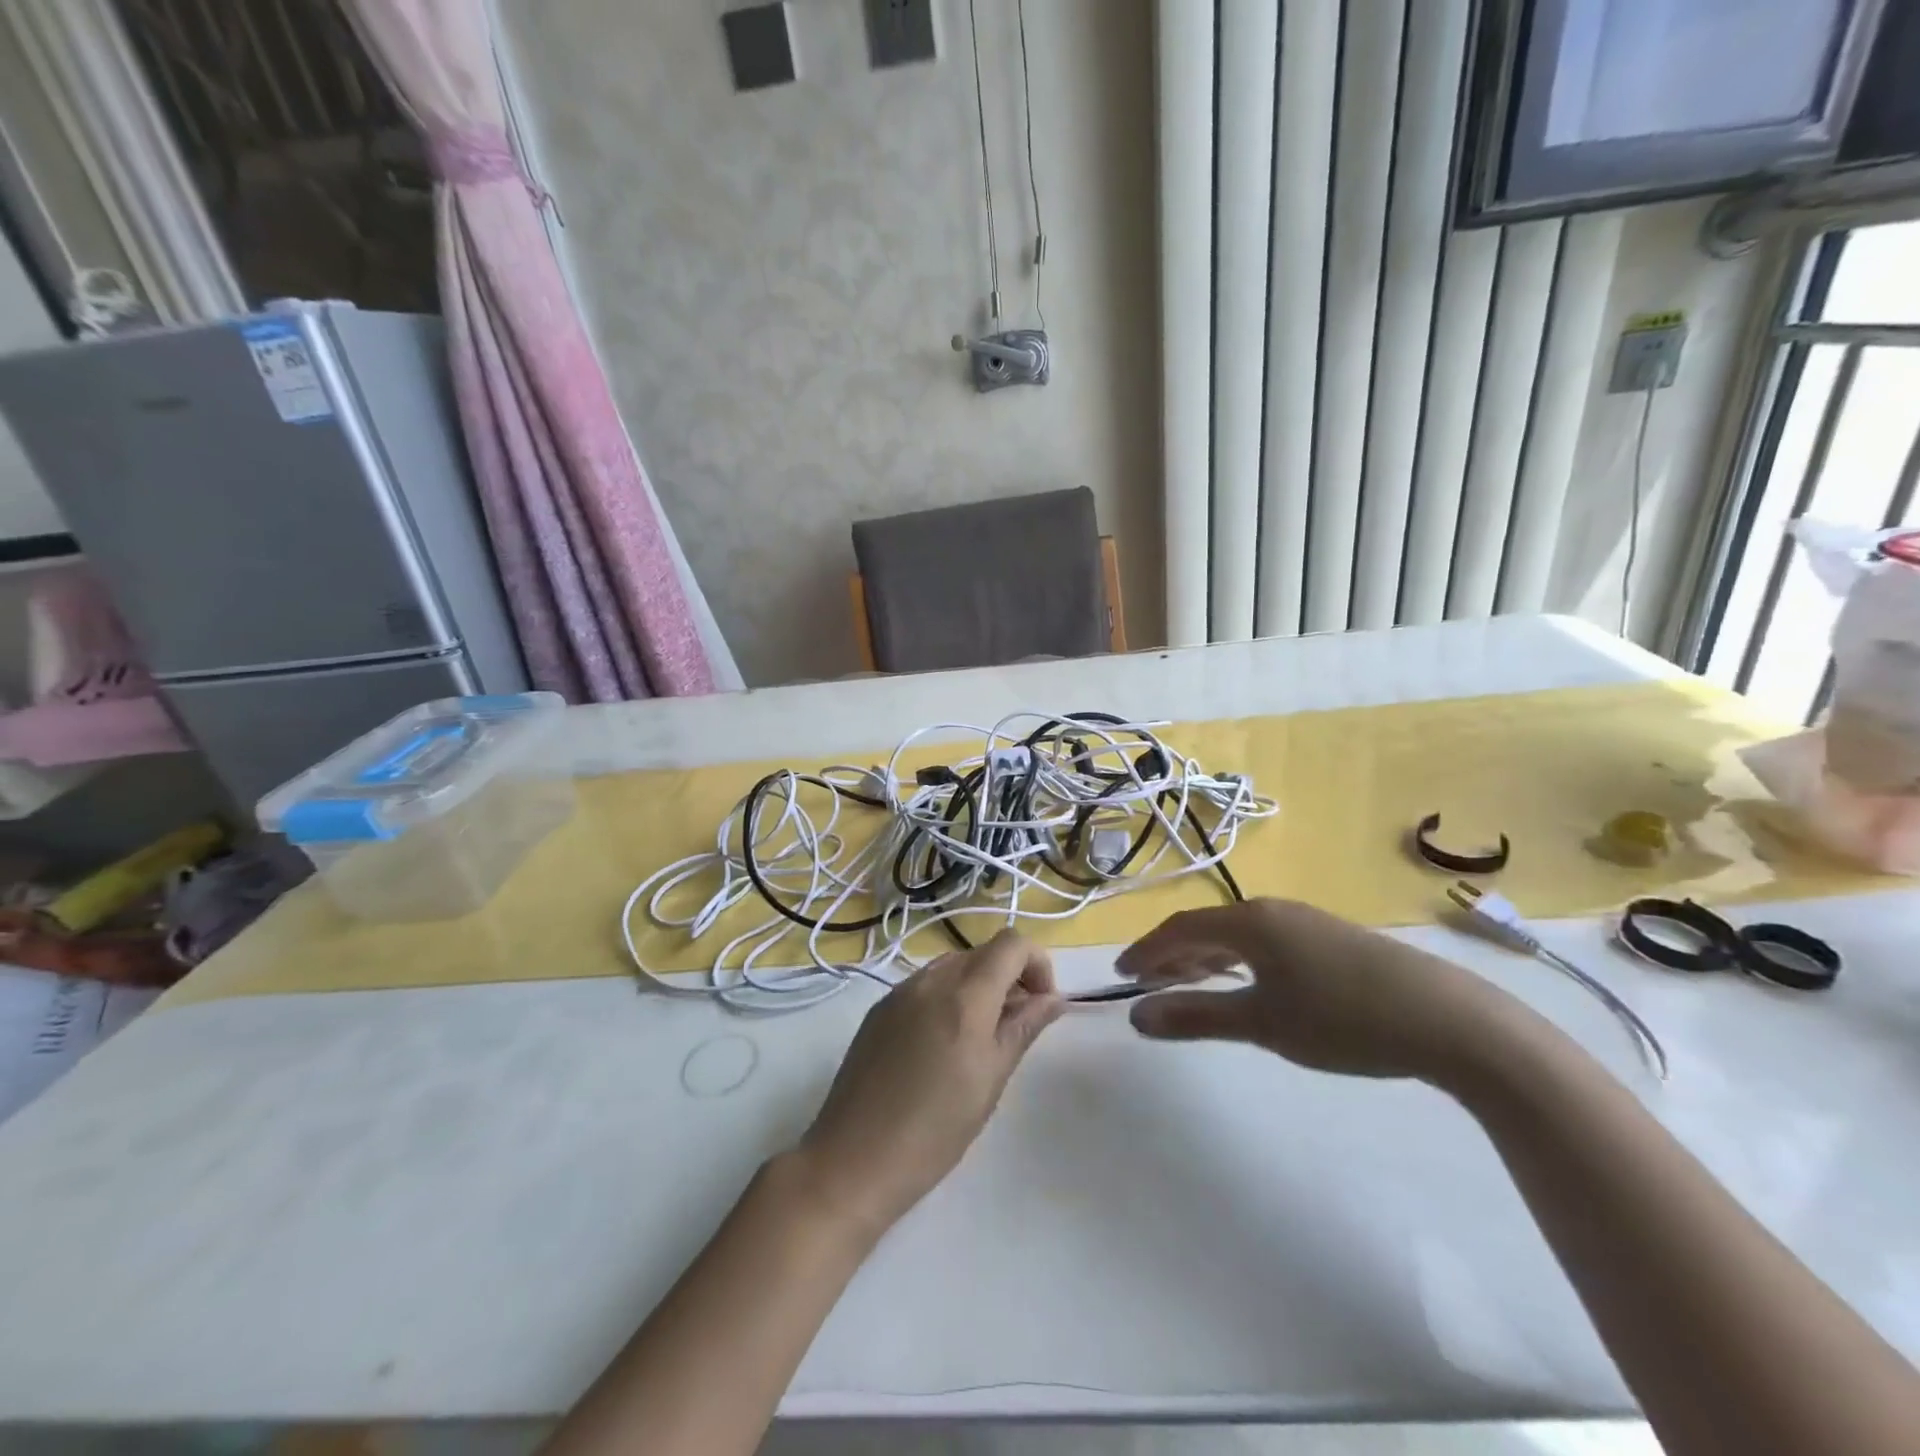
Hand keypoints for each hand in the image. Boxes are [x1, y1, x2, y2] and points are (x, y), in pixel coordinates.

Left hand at [795, 930, 1063, 1235]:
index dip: (1037, 964)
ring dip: (978, 987)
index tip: (1042, 1005)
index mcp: (964, 994)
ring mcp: (899, 991)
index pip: (1012, 943)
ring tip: (981, 1039)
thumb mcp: (991, 1079)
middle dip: (1009, 977)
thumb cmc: (935, 1129)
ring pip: (953, 966)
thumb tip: (1054, 999)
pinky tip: (942, 1045)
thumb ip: (1023, 1028)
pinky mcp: (879, 1009)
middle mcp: (930, 980)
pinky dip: (947, 998)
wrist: (853, 1159)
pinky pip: (924, 985)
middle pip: (982, 952)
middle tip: (1016, 1027)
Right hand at [1117, 899, 1522, 1081]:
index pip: (1180, 929)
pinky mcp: (1333, 940)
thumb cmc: (1344, 1020)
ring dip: (1206, 958)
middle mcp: (1273, 910)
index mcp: (1249, 922)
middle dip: (1172, 954)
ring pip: (1238, 935)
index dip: (1147, 951)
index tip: (1121, 975)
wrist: (1451, 1021)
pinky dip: (1239, 961)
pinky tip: (1246, 983)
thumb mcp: (1263, 1023)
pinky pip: (1265, 943)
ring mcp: (1307, 922)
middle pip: (1207, 928)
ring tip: (1187, 983)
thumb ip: (1196, 1016)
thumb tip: (1136, 1016)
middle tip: (1145, 982)